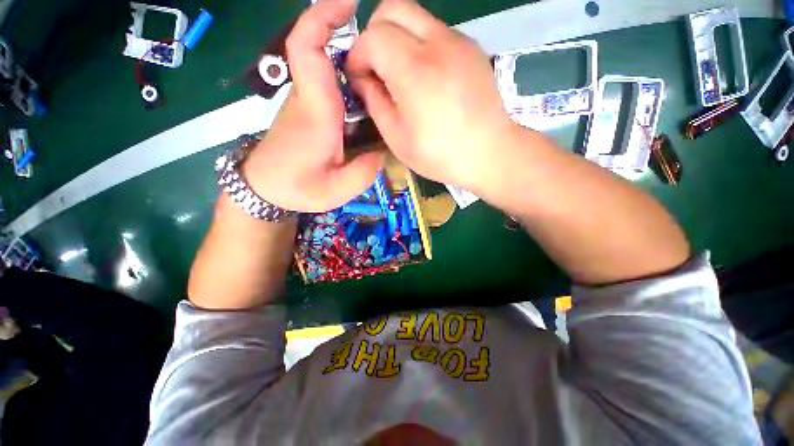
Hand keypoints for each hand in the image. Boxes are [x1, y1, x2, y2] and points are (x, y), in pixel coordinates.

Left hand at [243, 0, 384, 212]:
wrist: (265, 189)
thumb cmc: (297, 189)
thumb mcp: (338, 190)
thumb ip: (365, 171)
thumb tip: (382, 151)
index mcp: (316, 113)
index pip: (308, 49)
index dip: (322, 16)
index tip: (348, 2)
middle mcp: (309, 98)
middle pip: (323, 51)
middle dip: (353, 39)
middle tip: (387, 54)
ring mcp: (307, 102)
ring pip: (329, 69)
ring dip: (356, 64)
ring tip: (385, 81)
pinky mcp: (309, 110)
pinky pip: (330, 85)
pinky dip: (350, 82)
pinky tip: (368, 102)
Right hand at [346, 0, 521, 193]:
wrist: (489, 153)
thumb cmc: (440, 155)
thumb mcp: (397, 138)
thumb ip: (375, 103)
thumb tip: (364, 79)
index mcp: (414, 71)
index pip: (372, 36)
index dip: (358, 54)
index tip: (359, 77)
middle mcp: (437, 43)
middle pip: (393, 8)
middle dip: (374, 33)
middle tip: (376, 67)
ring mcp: (459, 41)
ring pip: (416, 16)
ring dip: (398, 38)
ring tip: (401, 74)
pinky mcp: (471, 47)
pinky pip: (435, 31)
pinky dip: (420, 45)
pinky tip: (426, 77)